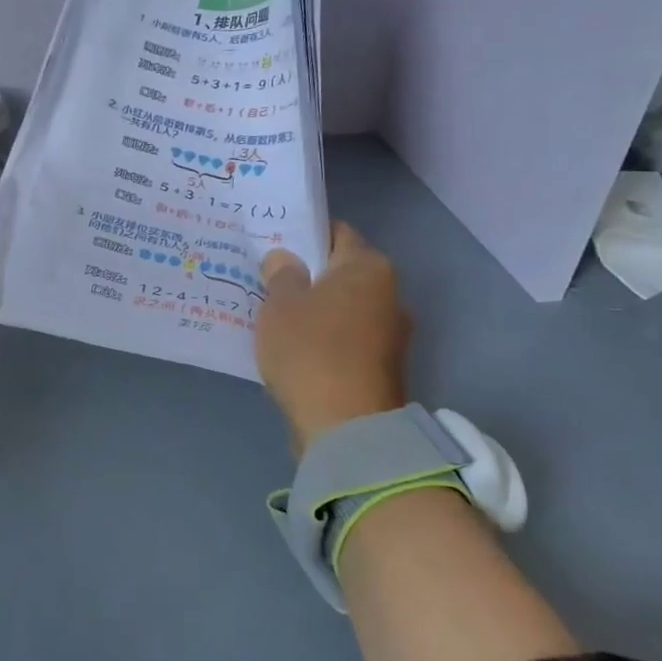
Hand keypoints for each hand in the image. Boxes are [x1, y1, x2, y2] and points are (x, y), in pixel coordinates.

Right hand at [255, 222, 409, 451]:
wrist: (347, 427)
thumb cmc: (310, 350)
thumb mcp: (280, 305)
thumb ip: (281, 274)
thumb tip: (285, 258)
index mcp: (369, 267)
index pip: (337, 233)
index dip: (304, 234)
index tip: (275, 244)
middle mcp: (390, 294)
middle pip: (342, 273)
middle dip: (310, 276)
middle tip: (269, 281)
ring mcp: (392, 334)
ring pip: (345, 309)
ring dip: (317, 311)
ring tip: (278, 317)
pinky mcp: (384, 368)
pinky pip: (347, 340)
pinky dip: (325, 339)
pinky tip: (297, 349)